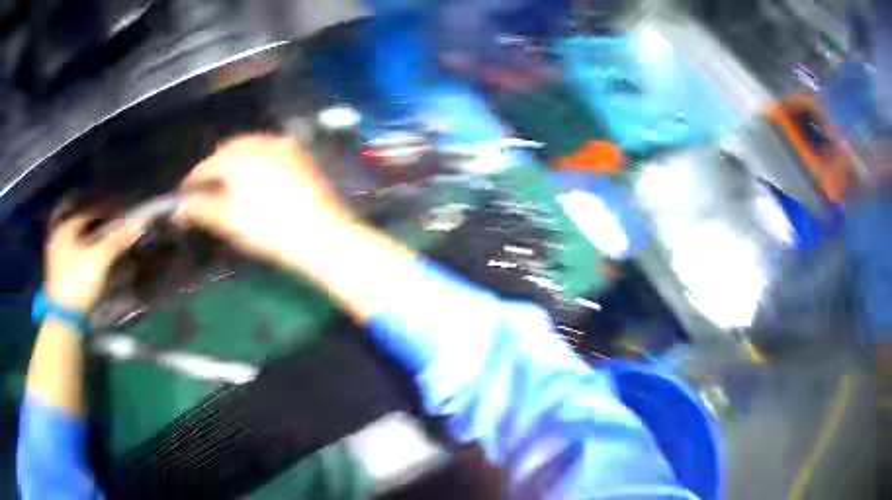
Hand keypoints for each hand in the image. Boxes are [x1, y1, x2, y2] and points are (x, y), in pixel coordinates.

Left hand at [45, 213, 144, 311]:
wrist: (64, 319)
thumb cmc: (79, 282)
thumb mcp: (100, 260)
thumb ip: (117, 240)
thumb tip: (139, 223)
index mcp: (66, 226)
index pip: (89, 212)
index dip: (105, 213)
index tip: (118, 218)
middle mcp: (58, 235)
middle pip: (80, 226)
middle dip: (94, 227)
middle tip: (110, 230)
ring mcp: (55, 256)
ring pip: (75, 241)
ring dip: (87, 241)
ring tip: (101, 245)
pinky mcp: (56, 273)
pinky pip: (71, 255)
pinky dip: (81, 254)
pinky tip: (89, 261)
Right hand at [177, 135, 352, 266]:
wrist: (322, 234)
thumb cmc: (270, 229)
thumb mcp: (230, 221)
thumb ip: (201, 210)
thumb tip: (180, 208)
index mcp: (239, 156)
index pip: (207, 165)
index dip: (193, 180)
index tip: (183, 193)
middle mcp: (261, 142)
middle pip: (228, 150)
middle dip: (215, 167)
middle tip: (205, 188)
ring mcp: (285, 146)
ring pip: (251, 147)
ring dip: (236, 161)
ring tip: (228, 183)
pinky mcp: (301, 155)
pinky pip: (271, 150)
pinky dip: (257, 160)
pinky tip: (257, 178)